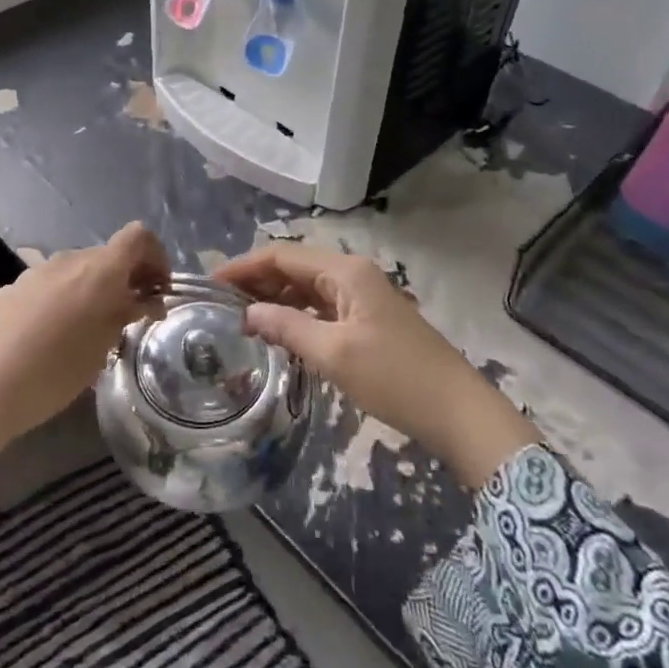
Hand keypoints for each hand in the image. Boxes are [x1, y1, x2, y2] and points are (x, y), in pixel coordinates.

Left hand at [0, 223, 170, 488]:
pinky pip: (48, 286)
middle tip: (129, 318)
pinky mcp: (9, 289)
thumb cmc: (52, 373)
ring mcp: (33, 272)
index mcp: (97, 269)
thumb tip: (146, 299)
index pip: (138, 236)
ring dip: (92, 291)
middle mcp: (66, 260)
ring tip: (90, 333)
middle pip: (107, 255)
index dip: (156, 257)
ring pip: (75, 271)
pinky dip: (62, 301)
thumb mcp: (101, 349)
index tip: (157, 291)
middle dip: (125, 279)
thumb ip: (126, 315)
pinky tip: (50, 340)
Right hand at [217, 245, 538, 488]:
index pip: (282, 256)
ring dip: (275, 296)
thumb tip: (248, 314)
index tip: (210, 283)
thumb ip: (286, 327)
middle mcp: (352, 274)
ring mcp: (362, 296)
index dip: (244, 266)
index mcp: (345, 271)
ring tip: (240, 316)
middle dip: (256, 280)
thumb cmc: (394, 377)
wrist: (457, 411)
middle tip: (220, 302)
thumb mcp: (333, 354)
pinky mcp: (367, 319)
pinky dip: (296, 313)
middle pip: (293, 267)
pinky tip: (278, 329)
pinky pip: (322, 306)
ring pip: (307, 286)